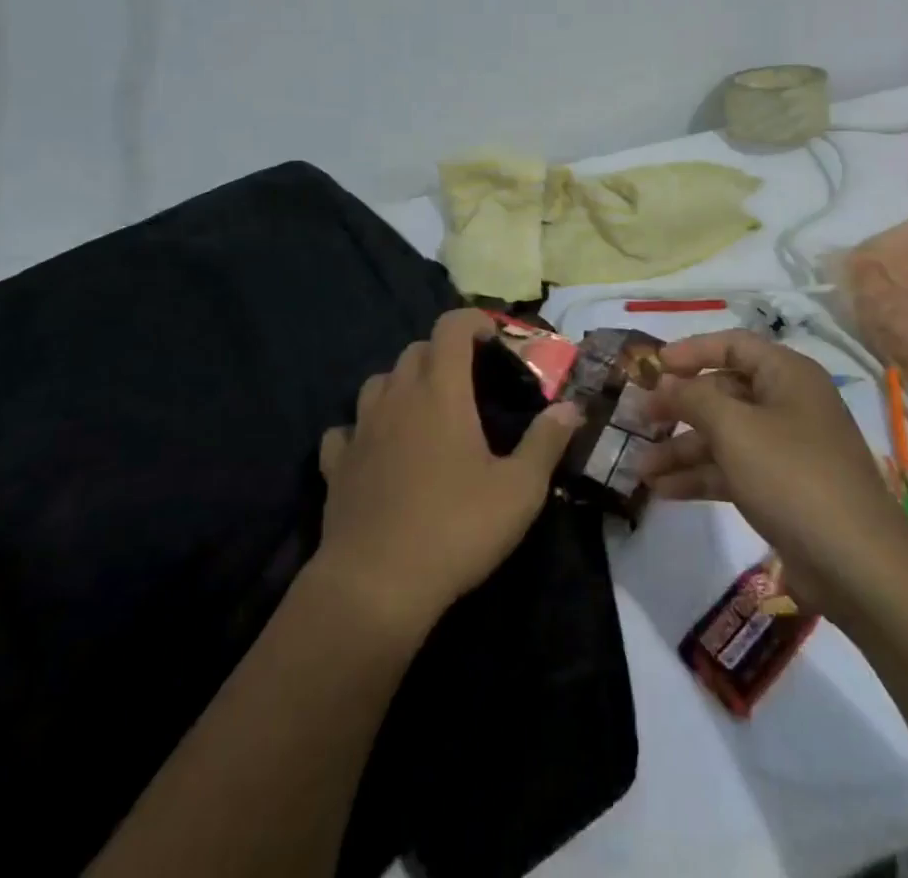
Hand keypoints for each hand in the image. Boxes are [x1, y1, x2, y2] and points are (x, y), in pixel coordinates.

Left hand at [314, 309, 582, 639]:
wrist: (375, 585)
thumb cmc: (456, 528)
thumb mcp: (519, 490)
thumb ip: (546, 442)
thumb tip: (571, 408)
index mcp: (440, 391)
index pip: (451, 327)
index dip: (473, 322)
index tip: (493, 340)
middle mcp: (397, 397)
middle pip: (415, 350)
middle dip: (443, 353)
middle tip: (469, 382)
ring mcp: (361, 429)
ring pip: (378, 382)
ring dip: (403, 384)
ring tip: (424, 411)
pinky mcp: (336, 465)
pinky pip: (347, 430)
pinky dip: (364, 429)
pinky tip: (377, 450)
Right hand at [640, 331, 906, 613]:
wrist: (857, 564)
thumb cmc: (792, 475)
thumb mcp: (734, 428)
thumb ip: (693, 398)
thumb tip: (665, 382)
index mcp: (787, 375)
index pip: (733, 345)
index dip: (691, 351)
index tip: (652, 366)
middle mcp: (787, 404)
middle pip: (723, 393)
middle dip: (679, 408)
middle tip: (638, 420)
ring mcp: (786, 449)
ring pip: (724, 436)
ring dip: (682, 449)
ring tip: (639, 468)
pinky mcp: (782, 489)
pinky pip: (733, 470)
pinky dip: (700, 477)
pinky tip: (663, 491)